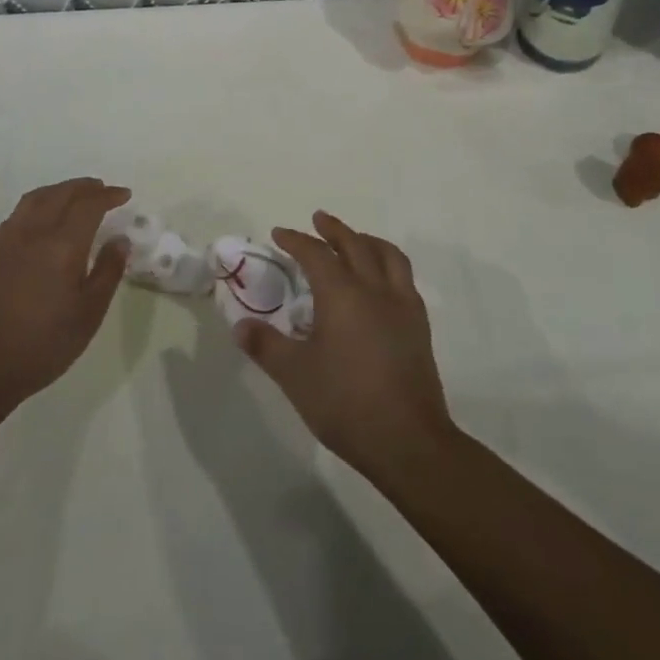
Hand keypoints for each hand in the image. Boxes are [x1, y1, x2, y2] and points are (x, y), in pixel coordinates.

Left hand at [0, 178, 131, 411]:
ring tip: (74, 196)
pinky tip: (42, 220)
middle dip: (85, 187)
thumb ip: (107, 272)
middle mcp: (33, 232)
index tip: (124, 195)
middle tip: (102, 189)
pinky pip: (17, 214)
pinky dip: (38, 205)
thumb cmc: (44, 344)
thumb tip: (119, 240)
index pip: (89, 205)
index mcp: (62, 245)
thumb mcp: (89, 313)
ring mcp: (6, 239)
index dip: (108, 195)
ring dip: (59, 190)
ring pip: (36, 198)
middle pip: (61, 193)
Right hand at [233, 211, 455, 480]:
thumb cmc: (345, 403)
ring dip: (366, 240)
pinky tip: (381, 281)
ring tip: (354, 240)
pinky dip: (388, 264)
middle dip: (333, 229)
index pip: (315, 254)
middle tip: (318, 219)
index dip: (296, 240)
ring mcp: (402, 305)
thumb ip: (266, 346)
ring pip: (387, 255)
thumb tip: (240, 325)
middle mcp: (374, 288)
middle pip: (354, 244)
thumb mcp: (295, 376)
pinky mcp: (419, 325)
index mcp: (341, 294)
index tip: (279, 233)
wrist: (407, 440)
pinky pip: (404, 278)